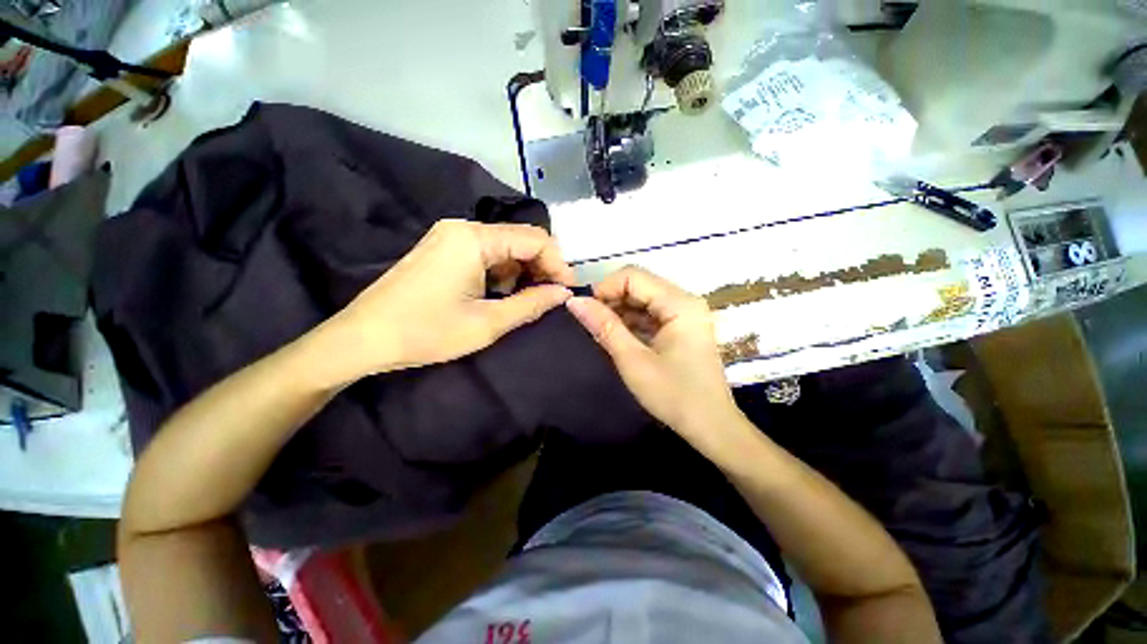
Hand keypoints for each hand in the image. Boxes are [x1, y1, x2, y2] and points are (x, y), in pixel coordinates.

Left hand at [324, 220, 574, 379]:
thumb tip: (564, 293)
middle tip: (551, 298)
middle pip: (520, 239)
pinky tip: (500, 295)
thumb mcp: (487, 323)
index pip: (535, 238)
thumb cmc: (426, 332)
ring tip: (526, 301)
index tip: (568, 290)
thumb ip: (531, 304)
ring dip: (522, 272)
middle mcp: (463, 227)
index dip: (558, 263)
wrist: (362, 338)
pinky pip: (486, 254)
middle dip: (541, 268)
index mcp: (474, 238)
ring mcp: (450, 236)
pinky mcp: (443, 248)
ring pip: (504, 247)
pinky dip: (502, 272)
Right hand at [565, 267, 741, 450]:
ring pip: (644, 299)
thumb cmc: (674, 395)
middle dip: (611, 300)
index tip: (585, 311)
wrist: (711, 427)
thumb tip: (574, 301)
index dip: (605, 288)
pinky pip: (651, 314)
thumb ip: (604, 326)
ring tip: (601, 331)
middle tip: (590, 323)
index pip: (633, 276)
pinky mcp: (682, 327)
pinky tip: (618, 337)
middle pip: (639, 285)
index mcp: (680, 303)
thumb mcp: (633, 360)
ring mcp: (685, 314)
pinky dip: (632, 322)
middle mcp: (685, 301)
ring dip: (620, 312)